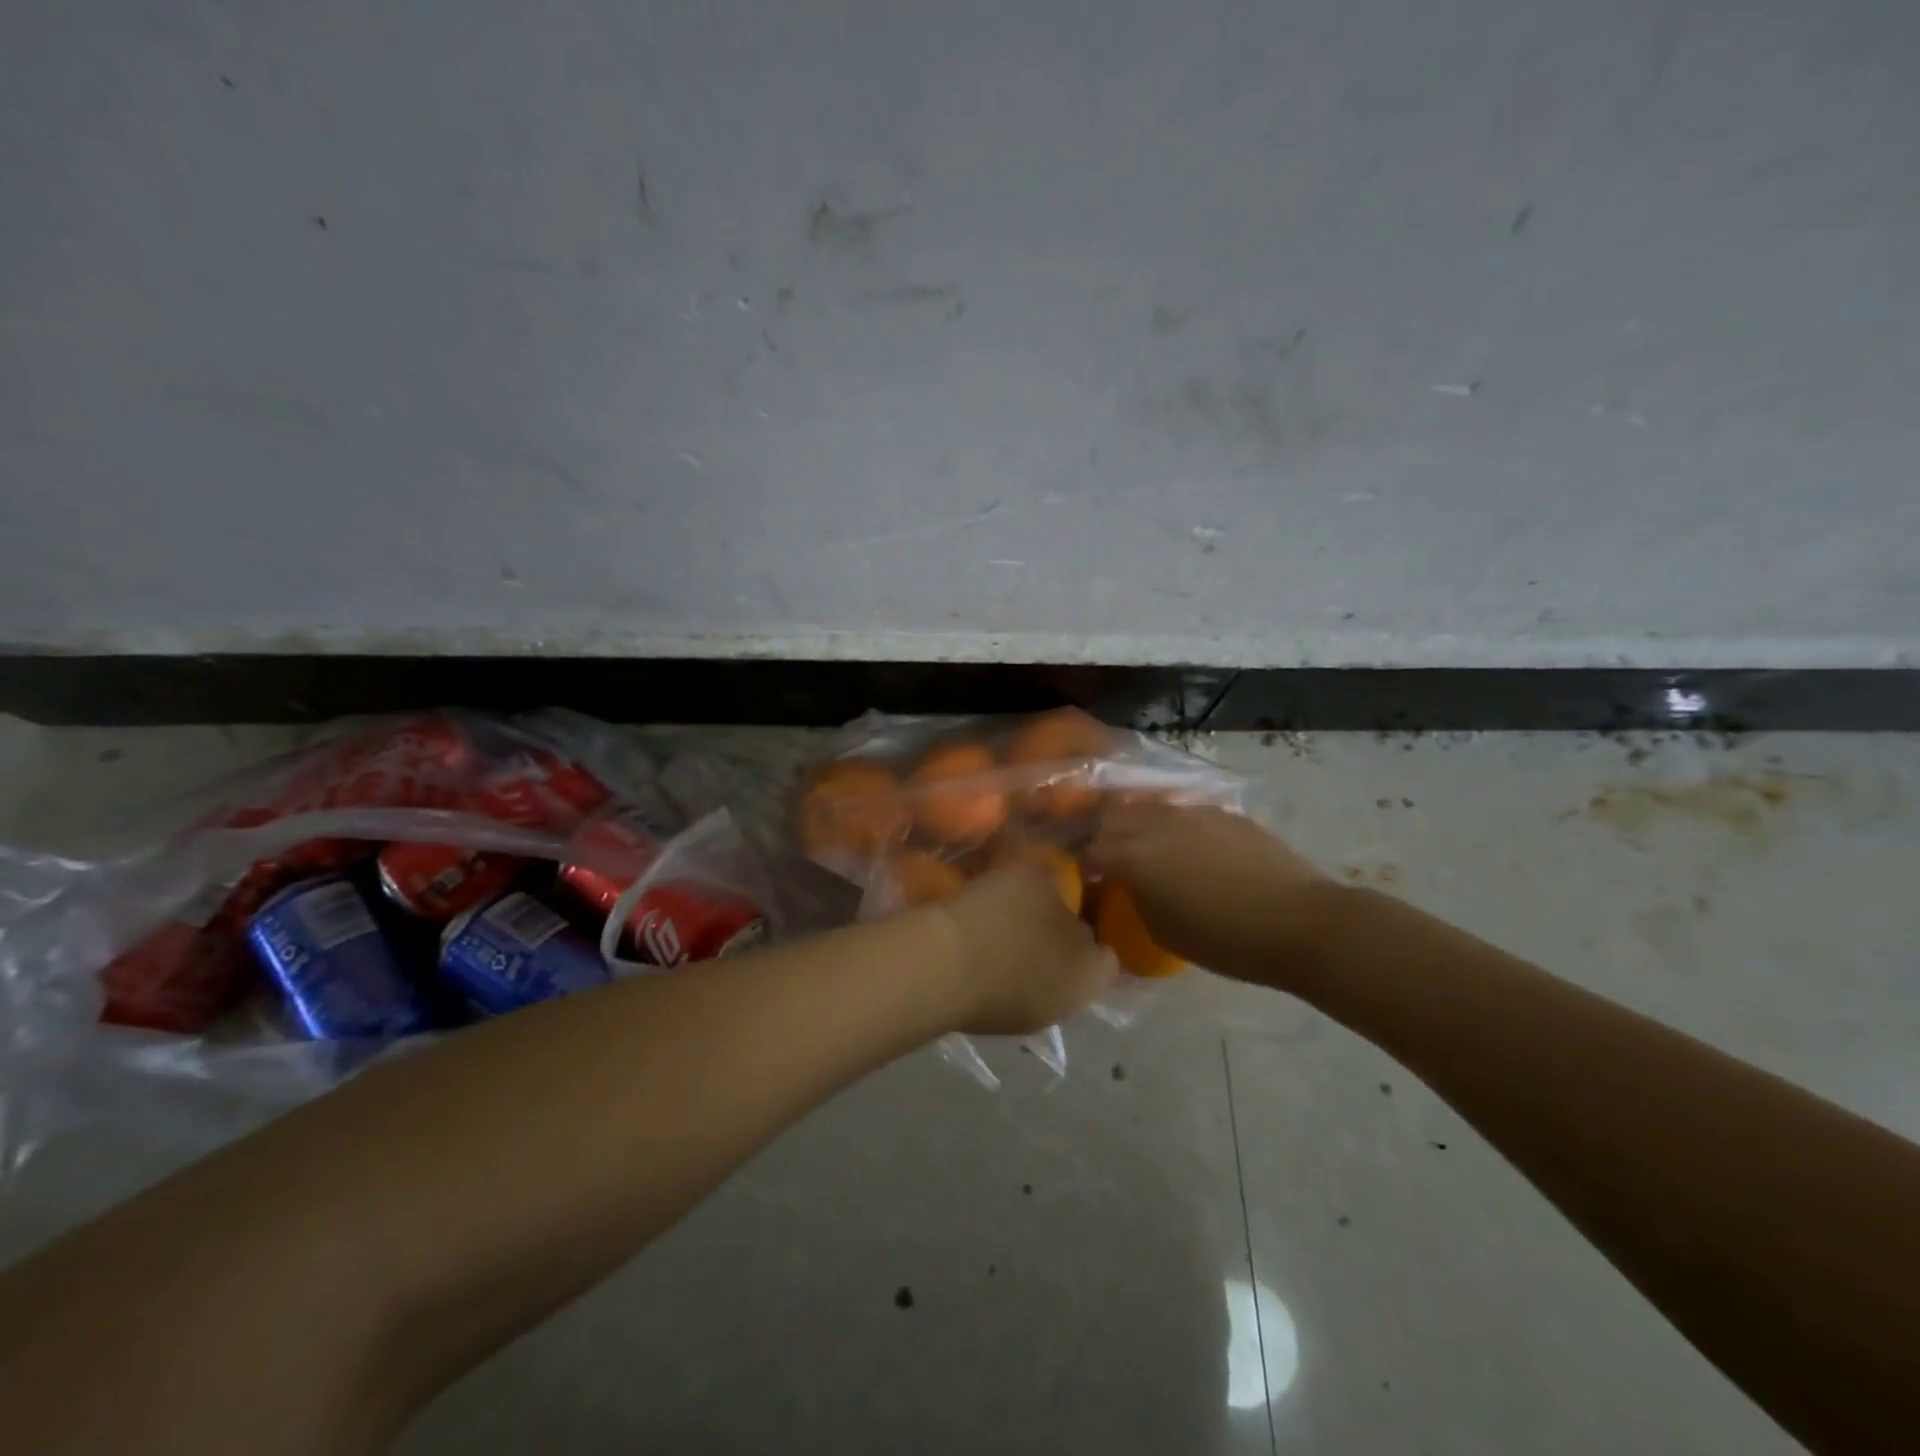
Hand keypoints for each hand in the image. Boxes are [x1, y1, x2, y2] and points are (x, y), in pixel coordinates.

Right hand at [935, 865, 1116, 1035]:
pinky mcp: (979, 1019)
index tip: (1076, 893)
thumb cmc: (1006, 920)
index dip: (1094, 921)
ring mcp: (1018, 1019)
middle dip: (1052, 933)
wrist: (938, 969)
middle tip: (1031, 898)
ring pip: (1028, 975)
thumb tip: (1053, 886)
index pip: (1108, 952)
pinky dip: (987, 960)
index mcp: (1090, 976)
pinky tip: (969, 930)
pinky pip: (994, 981)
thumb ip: (1053, 883)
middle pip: (1066, 965)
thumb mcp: (1037, 879)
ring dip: (1017, 948)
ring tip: (994, 909)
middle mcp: (1062, 1007)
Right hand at [1086, 802, 1330, 983]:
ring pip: (1146, 807)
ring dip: (1133, 822)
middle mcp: (1155, 824)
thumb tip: (1128, 885)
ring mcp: (1191, 812)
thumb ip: (1136, 898)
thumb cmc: (1225, 939)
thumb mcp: (1163, 930)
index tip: (1078, 872)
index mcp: (1133, 856)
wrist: (1299, 921)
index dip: (1077, 860)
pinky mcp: (1222, 812)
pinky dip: (1168, 824)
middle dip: (1099, 831)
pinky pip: (1181, 811)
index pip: (1089, 849)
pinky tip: (1182, 843)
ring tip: (1138, 843)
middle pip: (1111, 816)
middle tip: (1100, 851)